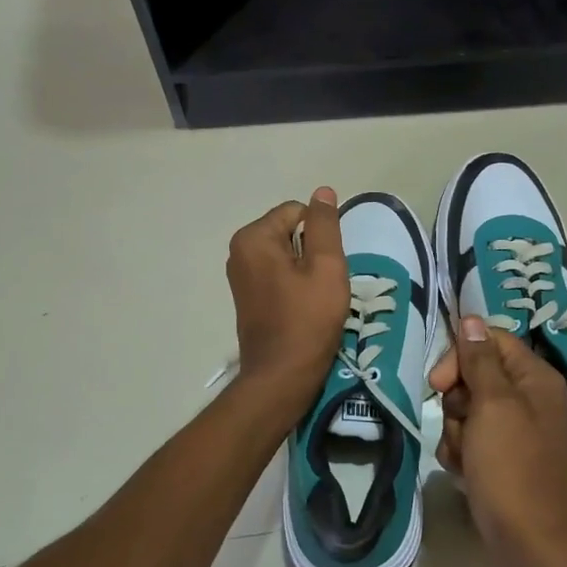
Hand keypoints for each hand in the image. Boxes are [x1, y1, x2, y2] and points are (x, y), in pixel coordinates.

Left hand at [226, 188, 348, 406]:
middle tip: (323, 284)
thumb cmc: (308, 319)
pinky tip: (302, 309)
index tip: (328, 266)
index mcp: (254, 238)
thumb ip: (325, 225)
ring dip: (305, 270)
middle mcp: (239, 251)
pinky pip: (277, 275)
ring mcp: (240, 275)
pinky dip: (293, 285)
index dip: (321, 235)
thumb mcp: (327, 266)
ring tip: (314, 298)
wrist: (282, 375)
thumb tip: (323, 191)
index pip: (298, 212)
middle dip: (312, 252)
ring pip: (286, 255)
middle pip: (289, 232)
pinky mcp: (246, 297)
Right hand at [429, 317, 566, 566]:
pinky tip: (467, 474)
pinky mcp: (502, 458)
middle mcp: (529, 398)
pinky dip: (462, 454)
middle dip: (457, 402)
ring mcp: (516, 431)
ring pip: (467, 411)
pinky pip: (470, 440)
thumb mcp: (494, 406)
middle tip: (461, 425)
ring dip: (456, 432)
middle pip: (475, 376)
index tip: (439, 383)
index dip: (460, 356)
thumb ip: (480, 360)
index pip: (490, 341)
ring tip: (467, 458)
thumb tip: (471, 318)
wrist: (531, 544)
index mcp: (535, 377)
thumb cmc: (513, 468)